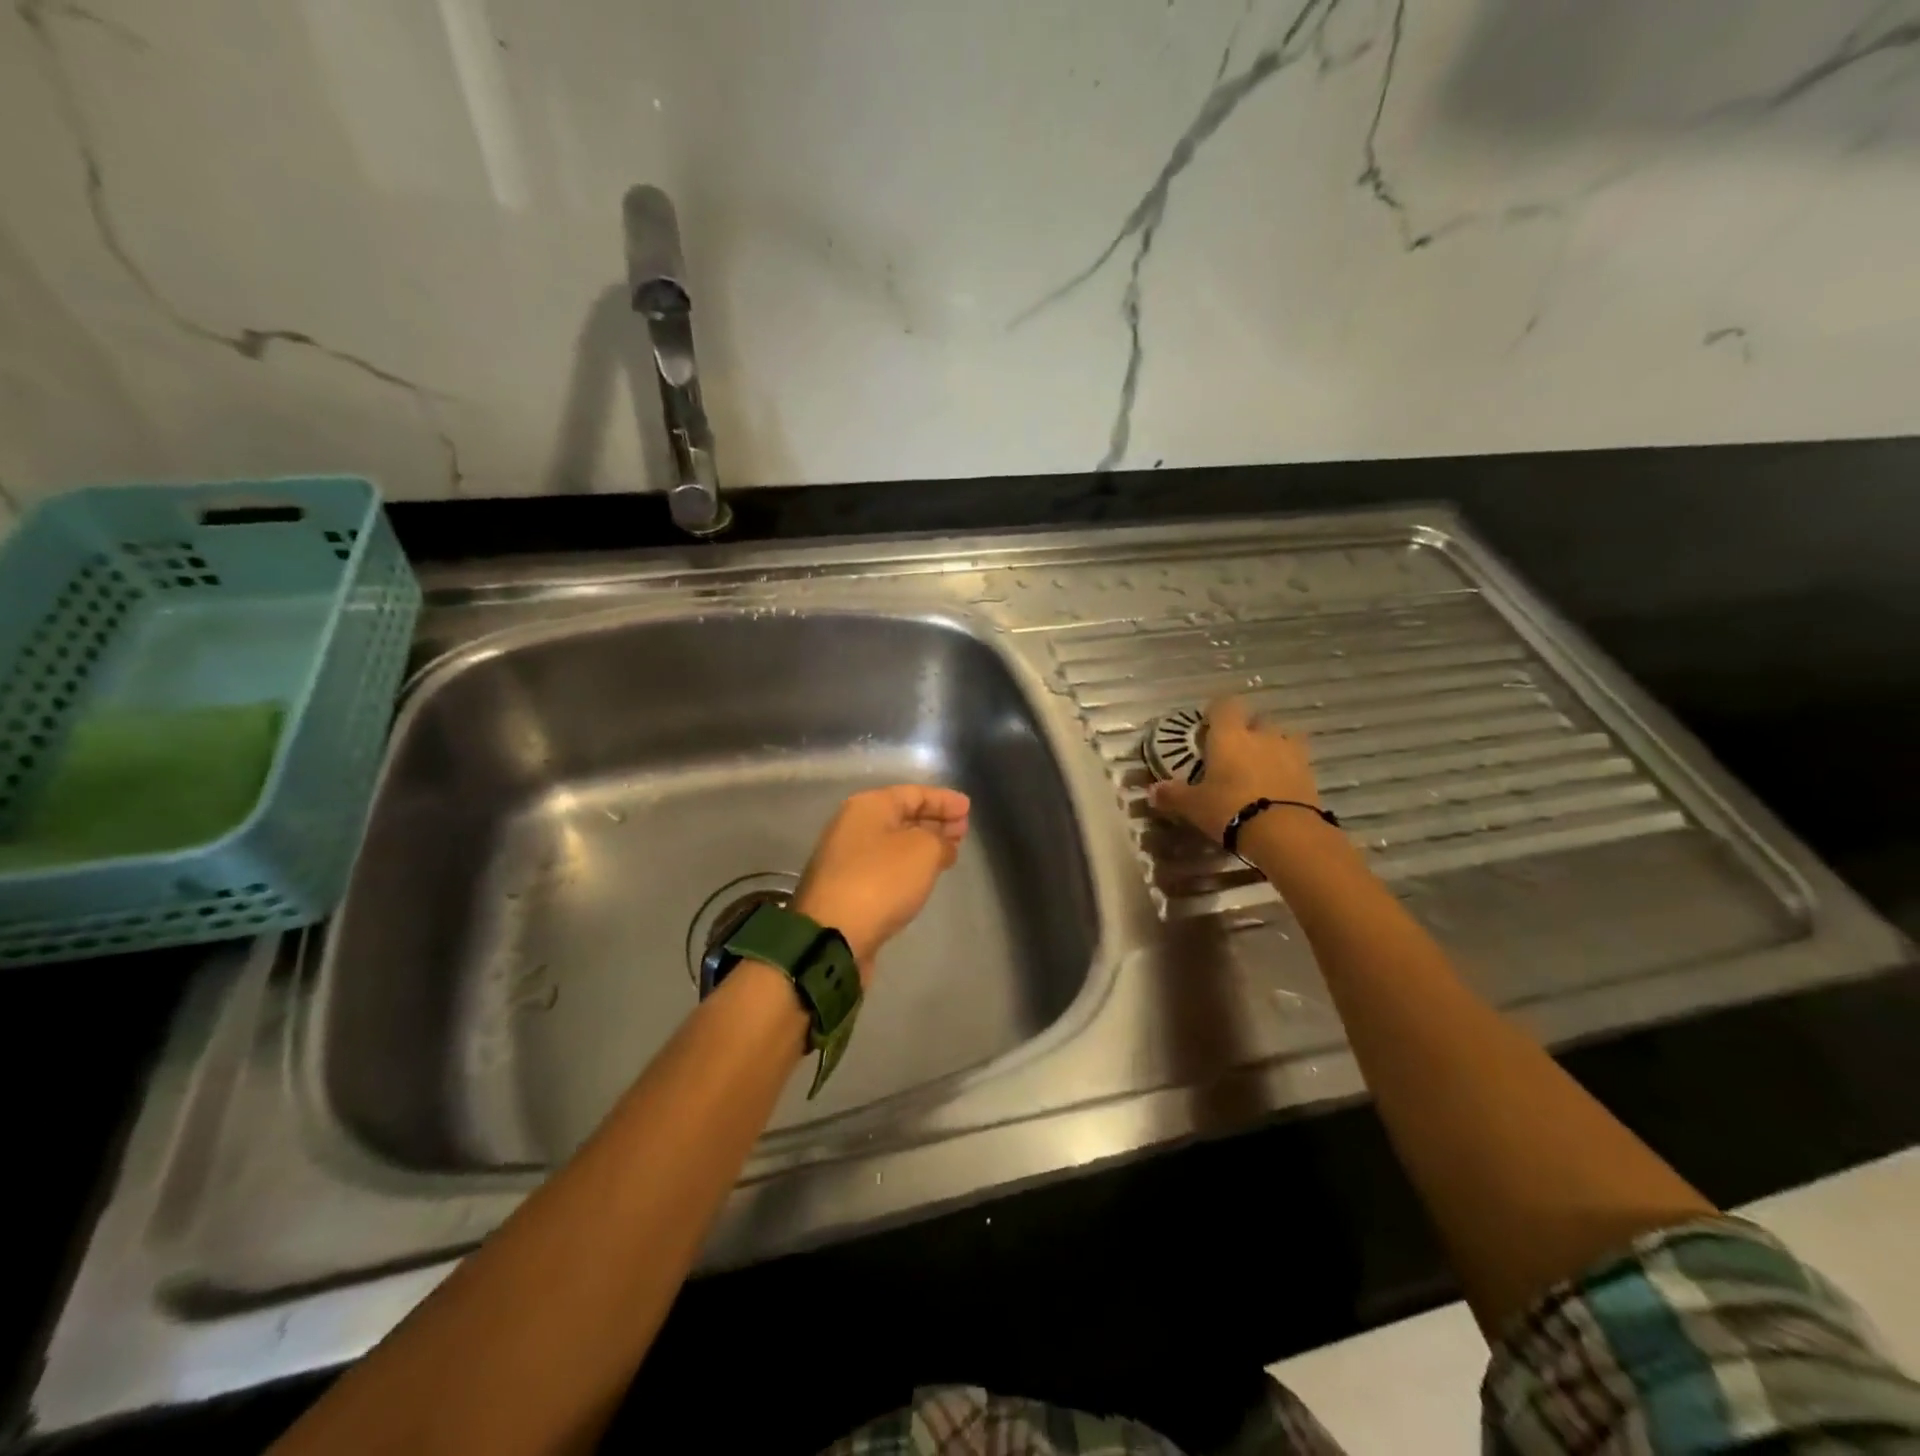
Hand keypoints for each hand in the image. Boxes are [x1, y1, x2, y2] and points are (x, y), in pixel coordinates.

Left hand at [791, 785, 970, 982]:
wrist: (833, 934)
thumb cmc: (881, 881)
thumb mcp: (923, 851)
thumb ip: (940, 840)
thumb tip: (942, 846)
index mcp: (868, 806)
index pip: (914, 793)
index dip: (944, 800)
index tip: (969, 808)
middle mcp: (853, 826)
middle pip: (902, 816)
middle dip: (934, 821)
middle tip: (963, 830)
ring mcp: (847, 858)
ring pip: (894, 842)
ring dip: (923, 844)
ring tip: (950, 852)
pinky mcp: (847, 888)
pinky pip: (886, 866)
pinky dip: (908, 866)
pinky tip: (924, 875)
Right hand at [1147, 696, 1320, 841]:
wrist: (1285, 832)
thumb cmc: (1230, 809)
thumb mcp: (1194, 806)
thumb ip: (1173, 795)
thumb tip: (1152, 791)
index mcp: (1229, 735)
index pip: (1225, 704)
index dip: (1217, 712)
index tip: (1208, 726)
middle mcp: (1261, 735)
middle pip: (1256, 719)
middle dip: (1247, 730)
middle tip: (1234, 752)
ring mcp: (1290, 751)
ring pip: (1282, 737)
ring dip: (1272, 746)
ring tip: (1260, 768)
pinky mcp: (1310, 773)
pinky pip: (1296, 761)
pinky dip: (1287, 768)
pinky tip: (1277, 787)